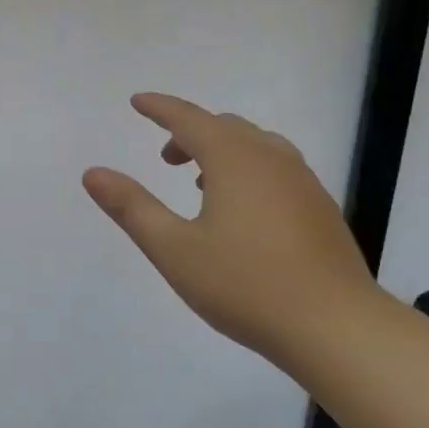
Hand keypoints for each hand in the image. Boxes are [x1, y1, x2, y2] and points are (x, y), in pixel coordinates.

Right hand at [82, 93, 377, 368]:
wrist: (335, 325)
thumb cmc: (244, 285)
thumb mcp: (174, 249)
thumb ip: (132, 208)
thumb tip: (93, 173)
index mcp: (234, 159)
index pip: (189, 119)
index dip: (160, 108)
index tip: (138, 102)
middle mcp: (272, 158)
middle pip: (225, 128)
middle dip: (190, 132)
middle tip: (165, 157)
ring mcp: (303, 182)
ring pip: (256, 146)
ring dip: (222, 151)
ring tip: (200, 181)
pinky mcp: (320, 208)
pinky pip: (277, 168)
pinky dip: (249, 169)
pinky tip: (242, 210)